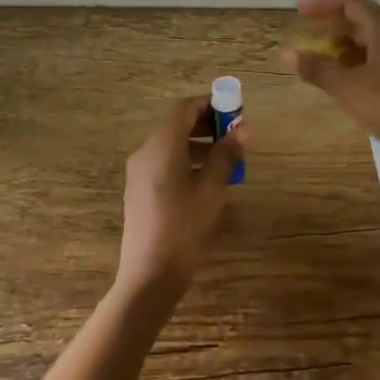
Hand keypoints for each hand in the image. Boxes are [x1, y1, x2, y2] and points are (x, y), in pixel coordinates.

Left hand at [116, 96, 241, 299]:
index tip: (235, 112)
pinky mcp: (138, 190)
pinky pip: (164, 162)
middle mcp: (145, 152)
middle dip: (206, 124)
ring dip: (197, 143)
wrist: (149, 275)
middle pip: (175, 124)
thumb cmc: (184, 228)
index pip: (184, 108)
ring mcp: (138, 172)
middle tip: (234, 136)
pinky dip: (185, 160)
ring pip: (170, 144)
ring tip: (225, 160)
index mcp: (162, 146)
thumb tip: (241, 129)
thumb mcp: (212, 190)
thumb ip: (225, 155)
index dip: (210, 104)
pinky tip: (205, 181)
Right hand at [284, 0, 379, 165]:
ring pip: (374, 40)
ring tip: (323, 60)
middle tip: (309, 34)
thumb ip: (318, 68)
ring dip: (347, 45)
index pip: (351, 2)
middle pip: (364, 19)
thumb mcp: (347, 87)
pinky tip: (348, 80)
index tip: (299, 11)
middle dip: (334, 25)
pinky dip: (361, 62)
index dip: (323, 3)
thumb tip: (289, 53)